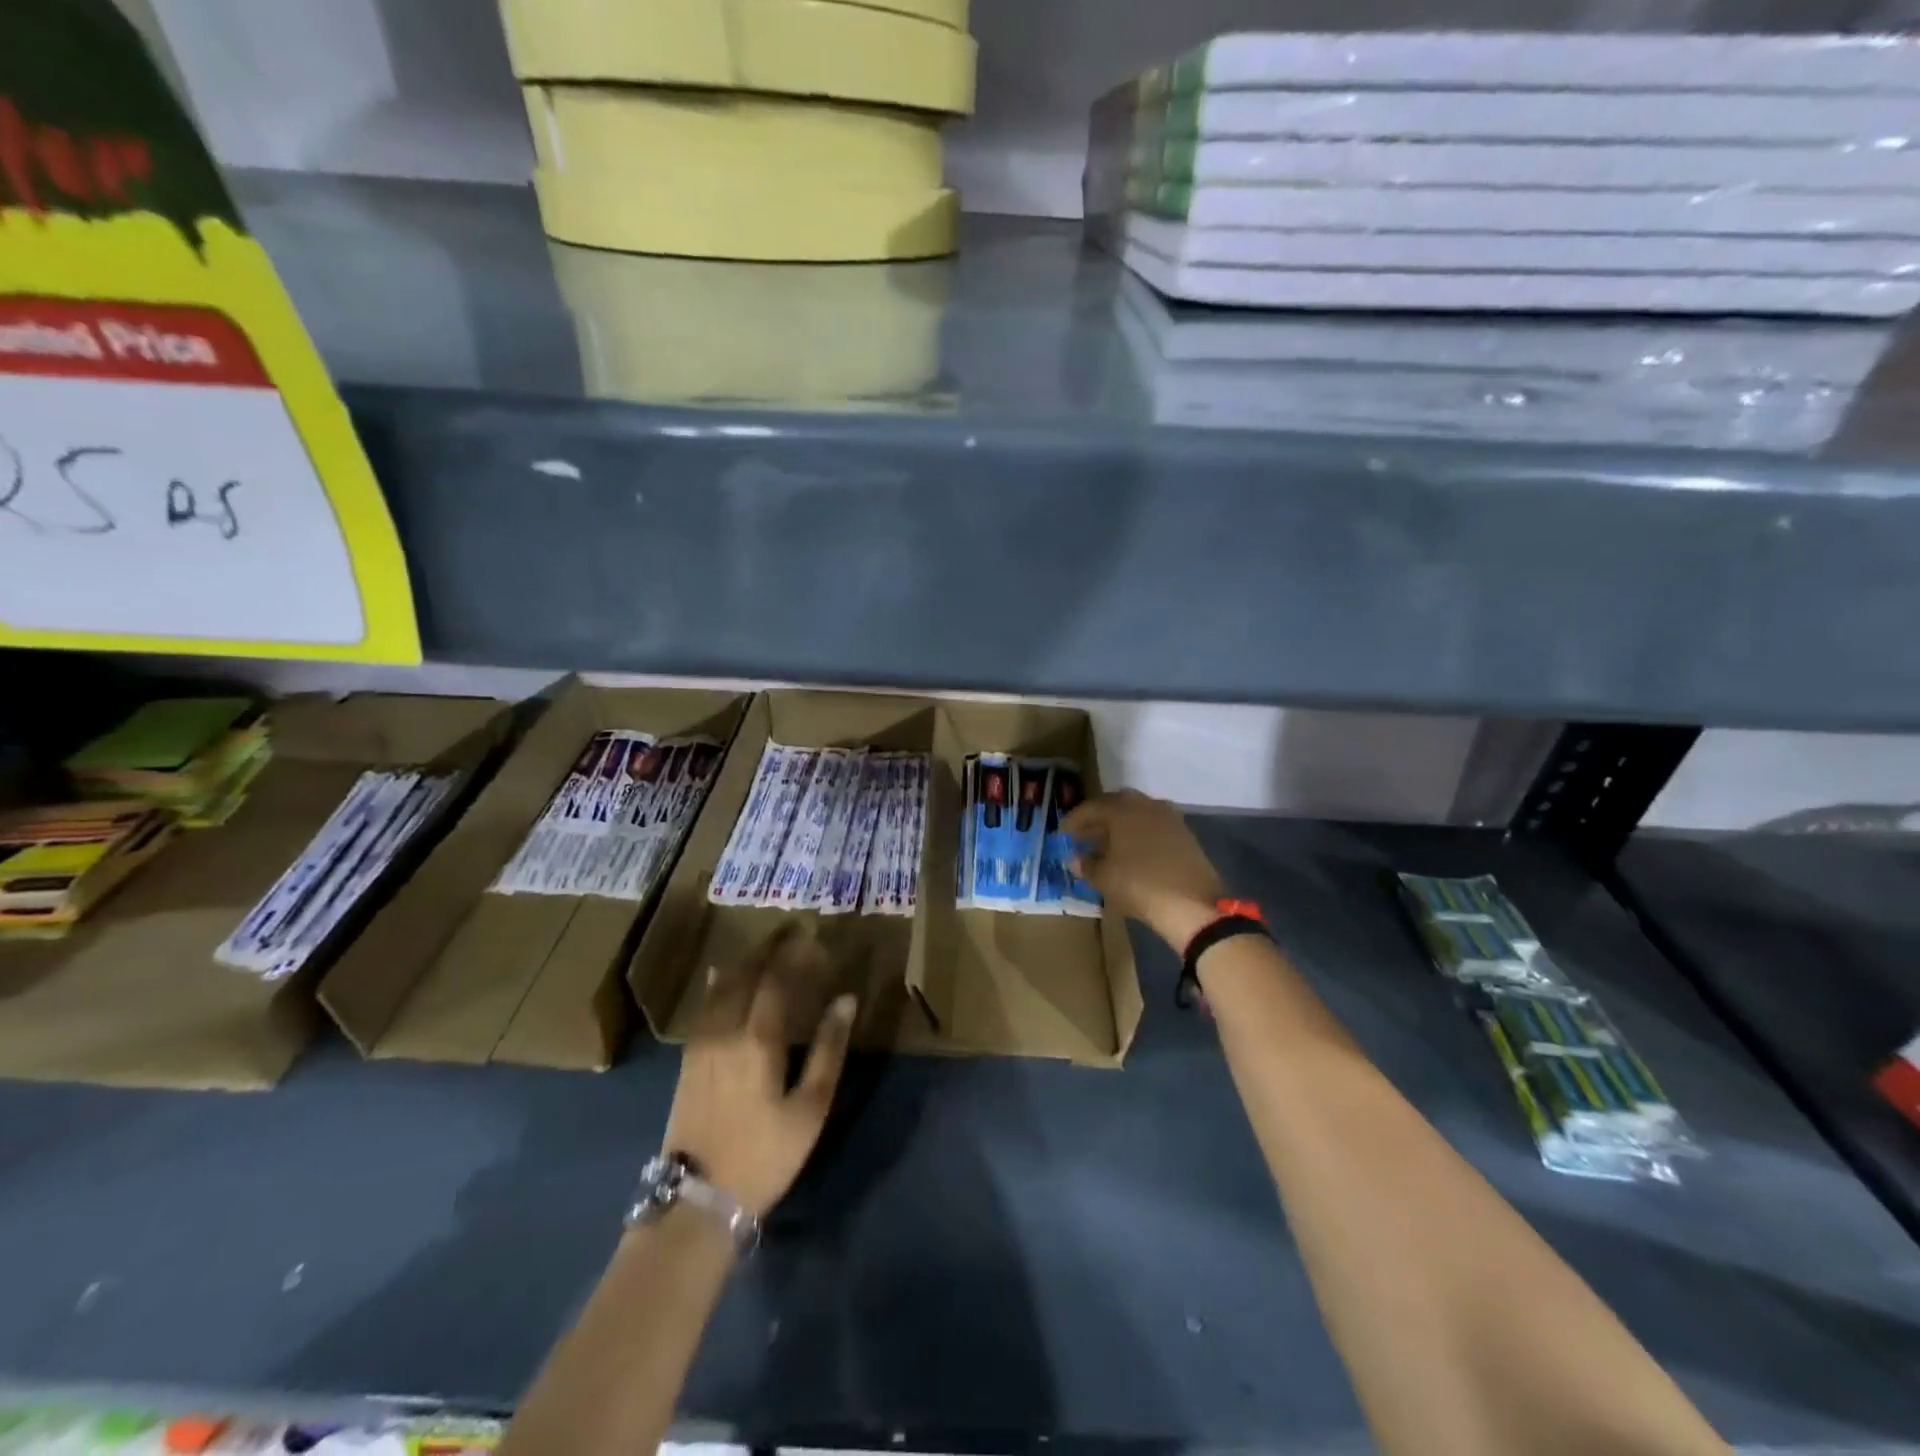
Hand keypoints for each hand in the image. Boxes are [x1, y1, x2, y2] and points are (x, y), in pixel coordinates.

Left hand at [662, 923, 855, 1217]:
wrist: (698, 1200)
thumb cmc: (765, 1155)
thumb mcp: (810, 1107)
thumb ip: (829, 1049)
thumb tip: (846, 1000)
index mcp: (759, 1039)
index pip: (776, 979)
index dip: (792, 953)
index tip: (809, 932)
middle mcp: (725, 1031)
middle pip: (745, 975)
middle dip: (767, 948)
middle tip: (788, 929)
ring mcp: (701, 1044)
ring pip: (721, 987)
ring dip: (743, 961)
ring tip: (762, 946)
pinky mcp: (687, 1060)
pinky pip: (704, 1006)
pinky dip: (718, 983)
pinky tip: (721, 975)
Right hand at [1063, 790, 1225, 951]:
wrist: (1193, 904)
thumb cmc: (1139, 885)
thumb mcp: (1104, 878)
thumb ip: (1085, 865)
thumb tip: (1075, 859)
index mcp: (1122, 809)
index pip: (1090, 808)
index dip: (1073, 821)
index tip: (1062, 834)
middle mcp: (1145, 805)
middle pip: (1115, 805)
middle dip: (1097, 819)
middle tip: (1083, 836)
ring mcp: (1168, 818)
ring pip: (1136, 814)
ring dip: (1119, 826)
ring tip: (1106, 845)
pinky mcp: (1184, 834)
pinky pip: (1153, 826)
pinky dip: (1138, 834)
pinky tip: (1132, 852)